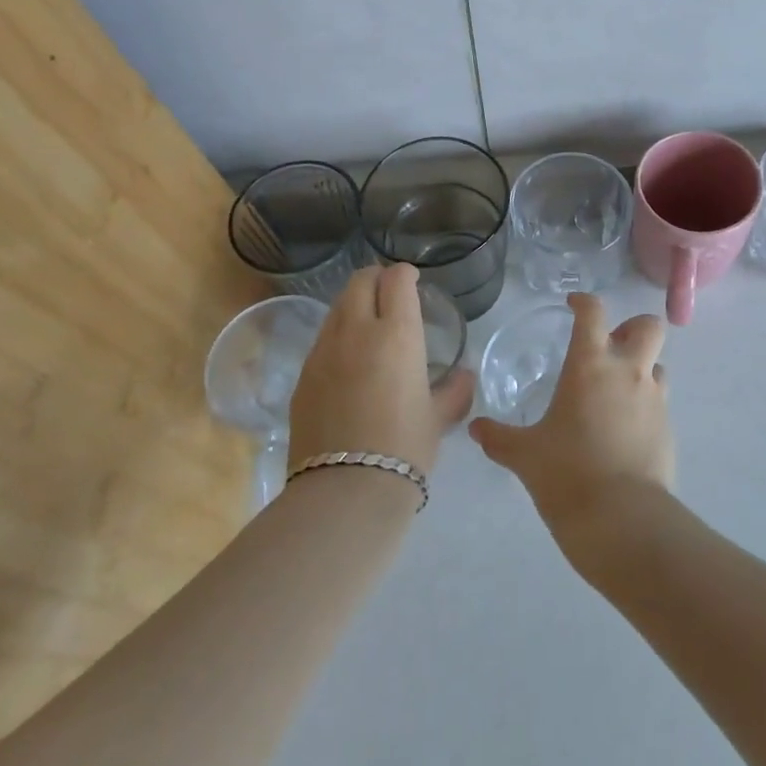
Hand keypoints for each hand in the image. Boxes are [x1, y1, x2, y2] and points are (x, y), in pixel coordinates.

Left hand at [288, 264, 473, 478]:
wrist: (345, 491)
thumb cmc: (404, 448)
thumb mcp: (438, 418)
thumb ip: (454, 390)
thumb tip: (463, 376)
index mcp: (397, 333)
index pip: (396, 279)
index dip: (405, 274)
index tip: (412, 282)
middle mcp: (357, 331)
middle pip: (360, 281)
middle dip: (376, 278)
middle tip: (389, 294)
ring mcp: (323, 352)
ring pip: (337, 306)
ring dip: (354, 304)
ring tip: (367, 325)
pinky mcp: (303, 376)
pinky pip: (322, 339)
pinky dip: (337, 335)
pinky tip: (347, 361)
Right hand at [469, 294, 673, 554]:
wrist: (621, 519)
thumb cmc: (567, 473)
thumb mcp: (525, 455)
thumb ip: (499, 437)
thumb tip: (476, 429)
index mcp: (591, 364)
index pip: (593, 312)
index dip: (584, 301)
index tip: (573, 305)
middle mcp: (628, 371)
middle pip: (648, 326)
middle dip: (633, 328)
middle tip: (610, 346)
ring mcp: (654, 399)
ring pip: (658, 364)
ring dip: (642, 368)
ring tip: (617, 391)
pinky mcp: (668, 429)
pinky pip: (660, 402)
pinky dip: (645, 406)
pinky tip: (624, 431)